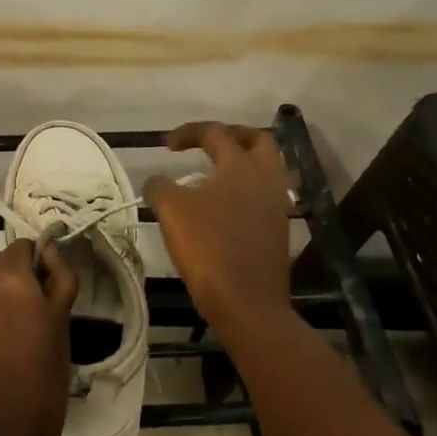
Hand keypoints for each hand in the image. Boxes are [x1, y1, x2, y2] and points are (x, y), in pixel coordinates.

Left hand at [0, 238, 78, 435]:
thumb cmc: (44, 378)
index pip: (20, 247)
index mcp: (11, 277)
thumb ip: (59, 277)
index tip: (42, 286)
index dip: (33, 262)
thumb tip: (50, 249)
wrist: (1, 435)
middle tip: (26, 315)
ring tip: (3, 337)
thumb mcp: (61, 323)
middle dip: (10, 282)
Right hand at [144, 122, 292, 322]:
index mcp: (241, 166)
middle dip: (232, 136)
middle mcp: (266, 178)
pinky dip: (245, 191)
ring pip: (266, 170)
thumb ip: (160, 186)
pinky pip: (264, 196)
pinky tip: (222, 208)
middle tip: (207, 145)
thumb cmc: (209, 247)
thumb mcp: (171, 211)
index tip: (167, 146)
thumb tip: (158, 181)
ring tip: (212, 177)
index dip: (188, 132)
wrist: (247, 303)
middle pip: (258, 141)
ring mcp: (277, 206)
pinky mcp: (278, 231)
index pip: (216, 132)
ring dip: (241, 165)